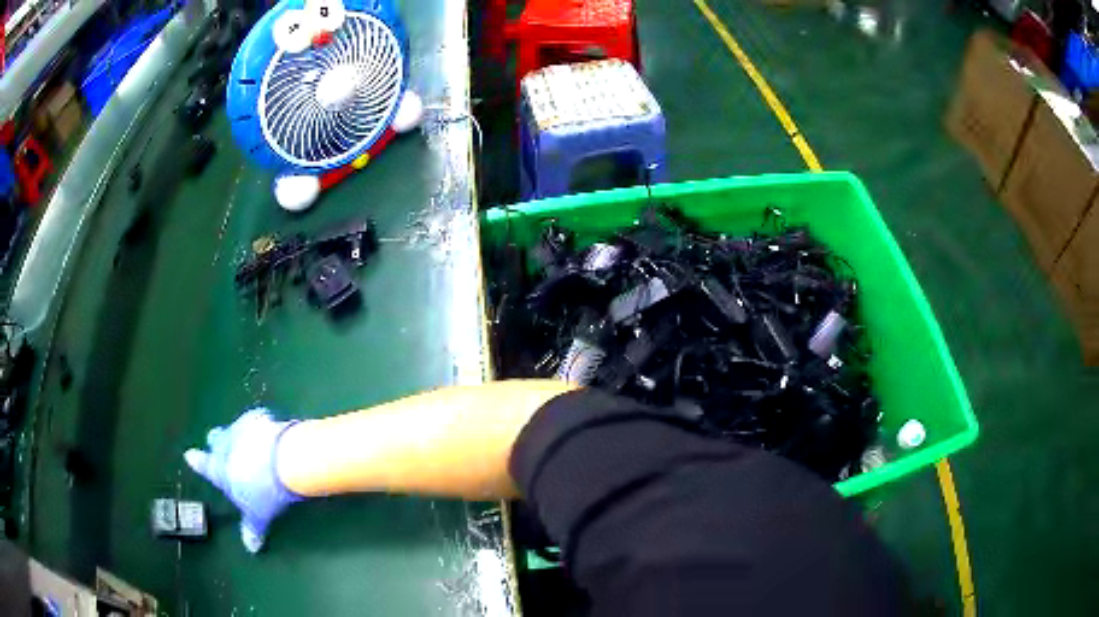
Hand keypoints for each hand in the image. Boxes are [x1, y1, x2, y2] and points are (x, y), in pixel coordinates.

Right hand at [184, 409, 303, 552]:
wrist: (282, 460)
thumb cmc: (263, 492)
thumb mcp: (258, 515)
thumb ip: (253, 528)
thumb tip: (252, 547)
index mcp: (219, 468)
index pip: (204, 465)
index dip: (197, 461)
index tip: (189, 455)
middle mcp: (226, 444)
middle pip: (216, 439)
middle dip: (217, 442)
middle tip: (217, 442)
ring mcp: (243, 428)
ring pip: (234, 427)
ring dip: (239, 433)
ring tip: (246, 437)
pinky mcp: (262, 418)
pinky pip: (258, 420)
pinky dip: (261, 425)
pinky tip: (269, 428)